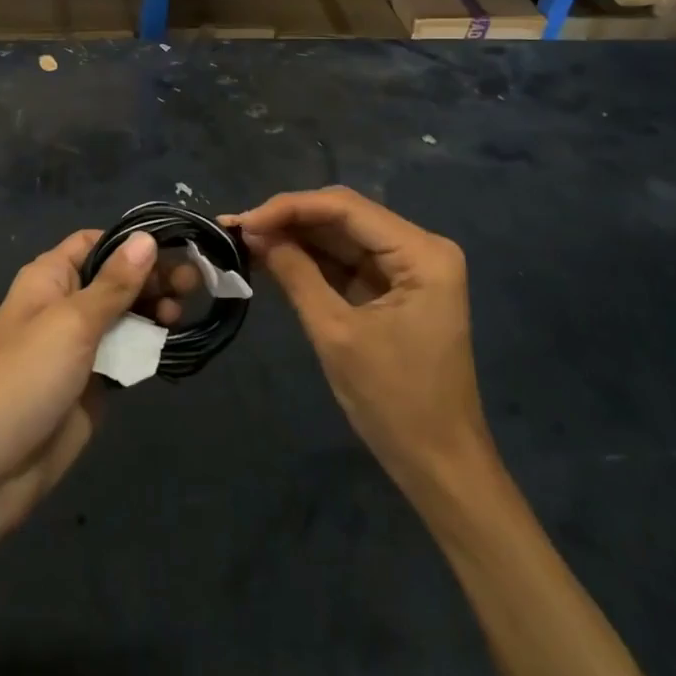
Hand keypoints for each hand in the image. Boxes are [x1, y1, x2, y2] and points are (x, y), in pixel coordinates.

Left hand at [0, 229, 156, 553]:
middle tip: (194, 283)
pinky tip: (172, 343)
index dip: (133, 242)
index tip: (176, 246)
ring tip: (180, 315)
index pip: (96, 243)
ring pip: (126, 316)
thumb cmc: (25, 378)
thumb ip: (114, 283)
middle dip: (153, 277)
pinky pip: (127, 354)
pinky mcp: (94, 383)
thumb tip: (146, 239)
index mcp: (50, 277)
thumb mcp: (72, 322)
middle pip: (117, 278)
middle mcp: (67, 304)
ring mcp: (81, 346)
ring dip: (155, 310)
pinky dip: (149, 346)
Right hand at [228, 188, 493, 492]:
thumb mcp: (336, 333)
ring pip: (339, 235)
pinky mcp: (392, 288)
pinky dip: (307, 259)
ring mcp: (407, 268)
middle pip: (342, 216)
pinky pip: (344, 260)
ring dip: (293, 236)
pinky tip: (270, 256)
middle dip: (288, 219)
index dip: (289, 207)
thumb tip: (252, 231)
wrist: (440, 468)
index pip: (345, 208)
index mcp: (421, 253)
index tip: (242, 222)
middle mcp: (419, 247)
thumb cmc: (395, 402)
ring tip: (242, 239)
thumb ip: (295, 273)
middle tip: (235, 228)